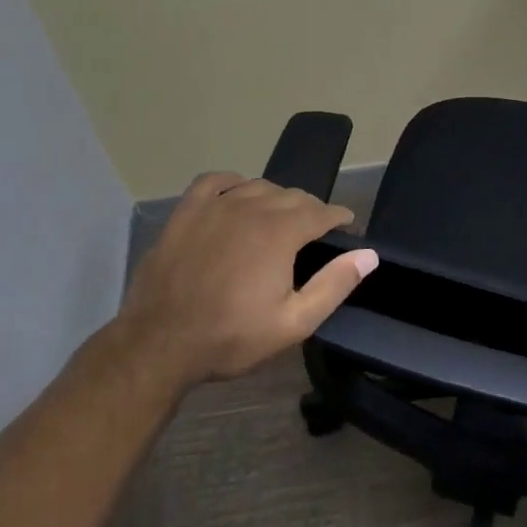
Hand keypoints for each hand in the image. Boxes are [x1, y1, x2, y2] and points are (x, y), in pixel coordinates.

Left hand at [117, 172, 376, 393]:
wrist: (157, 346)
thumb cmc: (230, 337)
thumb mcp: (292, 323)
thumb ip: (334, 285)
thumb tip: (369, 254)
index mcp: (281, 231)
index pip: (322, 211)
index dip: (339, 218)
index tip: (346, 228)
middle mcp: (252, 206)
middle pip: (293, 196)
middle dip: (310, 210)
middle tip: (313, 234)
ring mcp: (216, 205)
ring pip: (259, 186)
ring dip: (276, 199)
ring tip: (278, 219)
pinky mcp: (186, 211)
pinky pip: (216, 181)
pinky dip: (233, 183)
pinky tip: (236, 197)